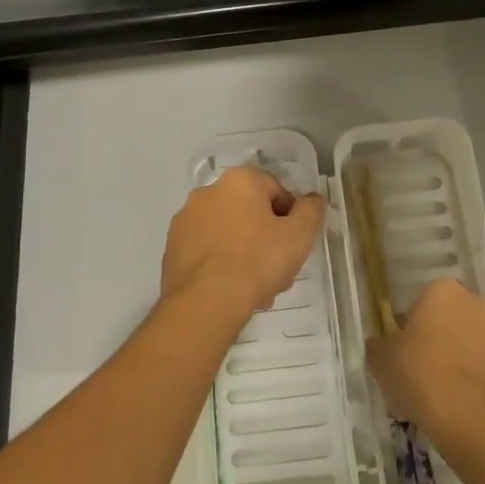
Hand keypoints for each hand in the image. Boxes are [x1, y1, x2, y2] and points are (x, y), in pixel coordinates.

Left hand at [161, 165, 326, 320]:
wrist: (205, 303)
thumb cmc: (257, 262)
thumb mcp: (299, 236)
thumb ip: (311, 211)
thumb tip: (312, 199)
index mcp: (238, 180)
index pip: (276, 191)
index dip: (291, 218)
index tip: (293, 245)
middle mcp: (207, 191)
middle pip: (250, 211)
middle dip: (266, 237)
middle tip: (277, 269)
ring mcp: (185, 219)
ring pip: (227, 232)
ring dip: (244, 252)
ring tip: (256, 287)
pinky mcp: (172, 247)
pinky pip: (207, 250)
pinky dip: (220, 264)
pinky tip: (231, 290)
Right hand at [367, 280, 484, 438]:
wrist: (473, 420)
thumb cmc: (421, 376)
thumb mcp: (382, 361)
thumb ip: (380, 344)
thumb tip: (381, 343)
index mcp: (442, 291)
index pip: (422, 302)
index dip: (411, 327)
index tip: (405, 352)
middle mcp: (478, 302)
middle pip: (453, 317)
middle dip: (442, 336)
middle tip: (425, 369)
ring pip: (477, 340)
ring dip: (466, 355)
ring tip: (449, 391)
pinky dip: (483, 378)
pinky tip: (469, 402)